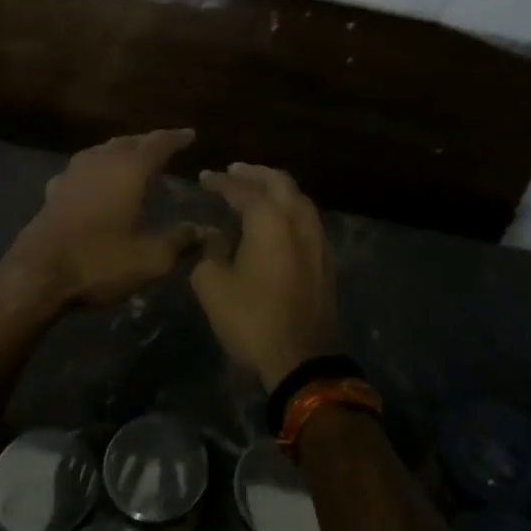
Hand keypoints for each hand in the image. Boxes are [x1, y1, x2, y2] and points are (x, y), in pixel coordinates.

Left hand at [0, 129, 198, 309]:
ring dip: (122, 151)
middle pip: (129, 141)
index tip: (190, 135)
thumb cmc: (100, 262)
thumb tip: (203, 230)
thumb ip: (180, 241)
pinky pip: (83, 168)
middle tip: (166, 147)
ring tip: (135, 160)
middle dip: (149, 142)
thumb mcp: (150, 259)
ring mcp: (74, 172)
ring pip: (103, 150)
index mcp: (130, 169)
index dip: (177, 138)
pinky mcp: (55, 189)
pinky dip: (98, 168)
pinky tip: (97, 181)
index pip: (159, 143)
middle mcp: (102, 161)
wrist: (38, 274)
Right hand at [191, 164, 335, 390]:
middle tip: (234, 171)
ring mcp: (318, 240)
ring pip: (298, 199)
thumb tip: (212, 235)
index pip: (243, 189)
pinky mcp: (327, 260)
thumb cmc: (252, 319)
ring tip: (255, 191)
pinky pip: (307, 220)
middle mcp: (299, 221)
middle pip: (279, 182)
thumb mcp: (213, 286)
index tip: (204, 178)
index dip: (221, 182)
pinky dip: (289, 210)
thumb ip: (208, 252)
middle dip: (255, 173)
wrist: (304, 359)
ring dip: (276, 189)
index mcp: (270, 220)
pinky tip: (277, 222)